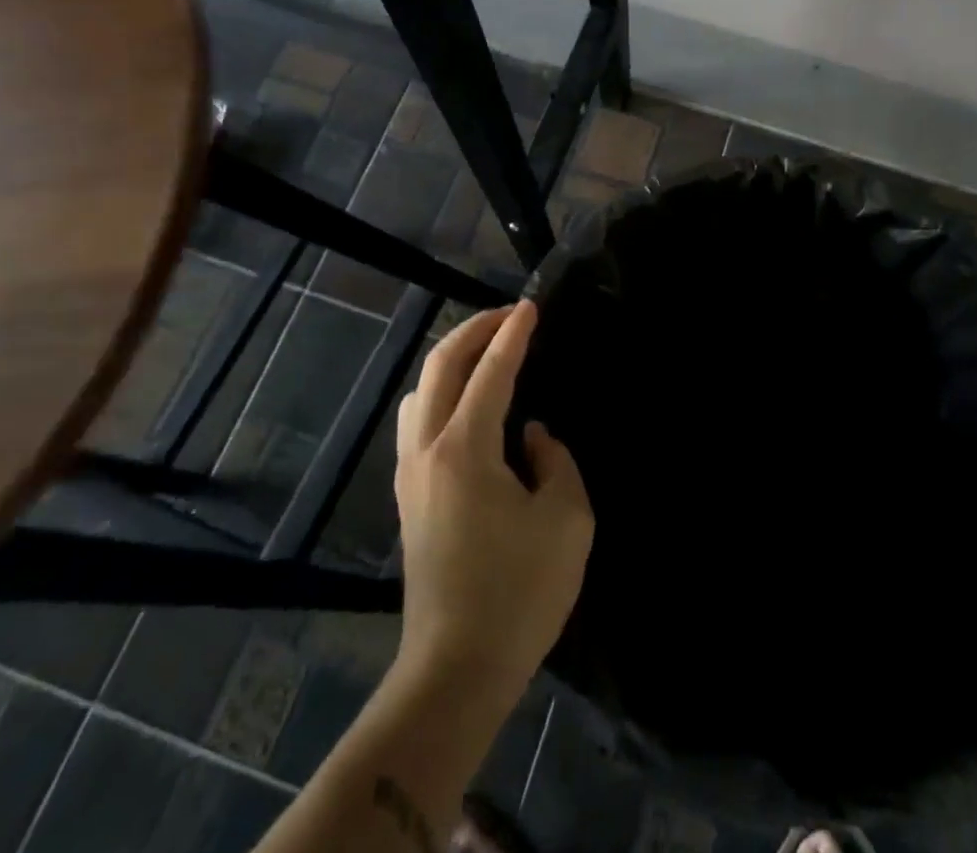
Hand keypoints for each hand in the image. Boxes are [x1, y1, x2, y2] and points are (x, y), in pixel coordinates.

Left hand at [393, 301, 592, 706]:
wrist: (456, 669)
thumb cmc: (519, 593)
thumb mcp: (567, 520)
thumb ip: (555, 461)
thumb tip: (530, 437)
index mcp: (466, 448)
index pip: (491, 371)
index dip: (513, 334)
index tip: (531, 306)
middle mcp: (428, 449)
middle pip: (441, 366)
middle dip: (474, 330)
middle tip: (508, 315)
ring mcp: (411, 474)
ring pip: (421, 390)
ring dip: (452, 360)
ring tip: (487, 353)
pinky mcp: (409, 497)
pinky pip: (417, 420)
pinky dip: (440, 392)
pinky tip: (465, 405)